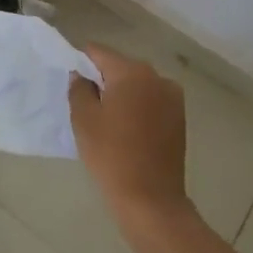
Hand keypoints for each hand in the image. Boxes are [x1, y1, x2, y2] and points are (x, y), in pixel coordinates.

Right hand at [69, 43, 191, 234]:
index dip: (82, 62)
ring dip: (123, 94)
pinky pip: (152, 101)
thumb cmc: (111, 155)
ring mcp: (172, 97)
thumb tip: (81, 75)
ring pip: (138, 85)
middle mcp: (156, 76)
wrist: (151, 199)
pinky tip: (128, 130)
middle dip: (104, 79)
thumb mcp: (83, 119)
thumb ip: (79, 88)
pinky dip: (139, 107)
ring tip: (108, 120)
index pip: (99, 52)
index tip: (73, 80)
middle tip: (87, 103)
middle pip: (121, 67)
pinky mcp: (180, 117)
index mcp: (131, 72)